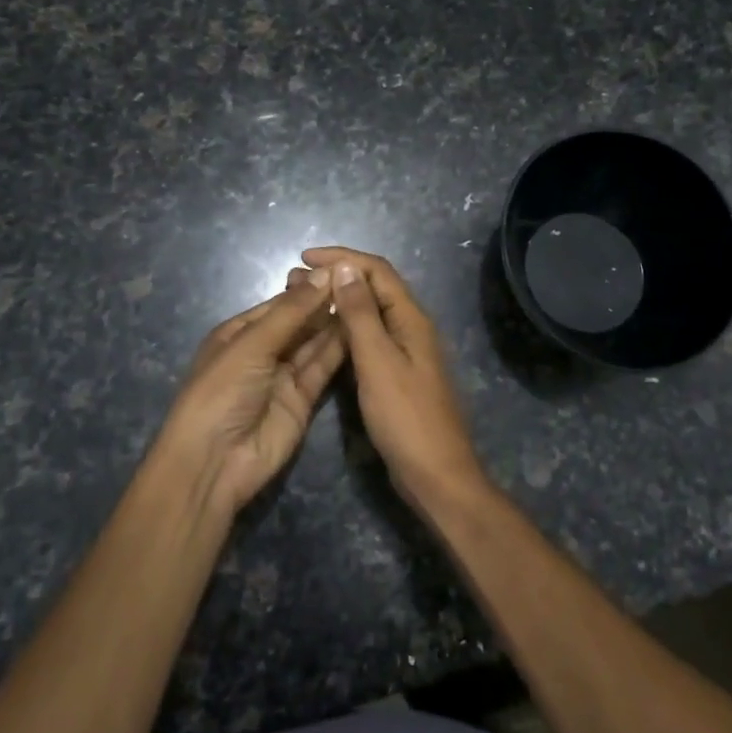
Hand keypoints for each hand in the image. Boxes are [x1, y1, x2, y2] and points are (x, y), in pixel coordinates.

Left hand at [153, 272, 344, 516]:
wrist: (214, 462)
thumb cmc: (221, 392)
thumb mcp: (252, 345)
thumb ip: (292, 311)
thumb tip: (325, 273)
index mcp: (239, 333)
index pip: (280, 304)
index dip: (308, 288)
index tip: (342, 269)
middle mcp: (263, 351)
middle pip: (300, 322)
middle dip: (324, 304)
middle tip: (361, 282)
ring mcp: (283, 376)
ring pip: (314, 344)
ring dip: (336, 324)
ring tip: (368, 299)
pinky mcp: (303, 400)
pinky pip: (323, 368)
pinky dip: (340, 351)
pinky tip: (362, 329)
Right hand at [300, 247, 488, 507]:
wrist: (436, 474)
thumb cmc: (406, 417)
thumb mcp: (378, 361)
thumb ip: (361, 314)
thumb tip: (346, 267)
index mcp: (411, 319)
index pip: (377, 270)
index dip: (342, 258)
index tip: (304, 258)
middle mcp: (411, 327)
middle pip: (374, 287)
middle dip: (337, 276)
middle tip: (295, 280)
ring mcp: (407, 352)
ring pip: (371, 313)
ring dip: (339, 301)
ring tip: (303, 301)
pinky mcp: (399, 374)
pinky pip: (371, 338)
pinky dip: (346, 328)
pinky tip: (325, 336)